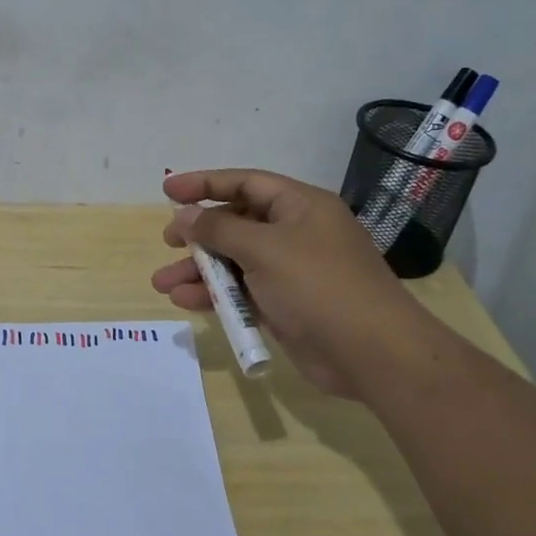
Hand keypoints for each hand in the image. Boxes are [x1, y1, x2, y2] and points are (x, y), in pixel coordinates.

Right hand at [152, 169, 443, 397]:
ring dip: (200, 271)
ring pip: (237, 261)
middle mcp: (296, 232)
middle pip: (238, 223)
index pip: (245, 183)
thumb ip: (219, 230)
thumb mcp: (264, 249)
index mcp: (300, 205)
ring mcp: (292, 271)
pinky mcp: (288, 305)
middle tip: (167, 242)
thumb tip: (186, 216)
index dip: (204, 184)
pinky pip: (245, 292)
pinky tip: (186, 302)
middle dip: (199, 234)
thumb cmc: (318, 285)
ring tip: (162, 284)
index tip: (167, 191)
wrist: (372, 353)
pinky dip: (217, 296)